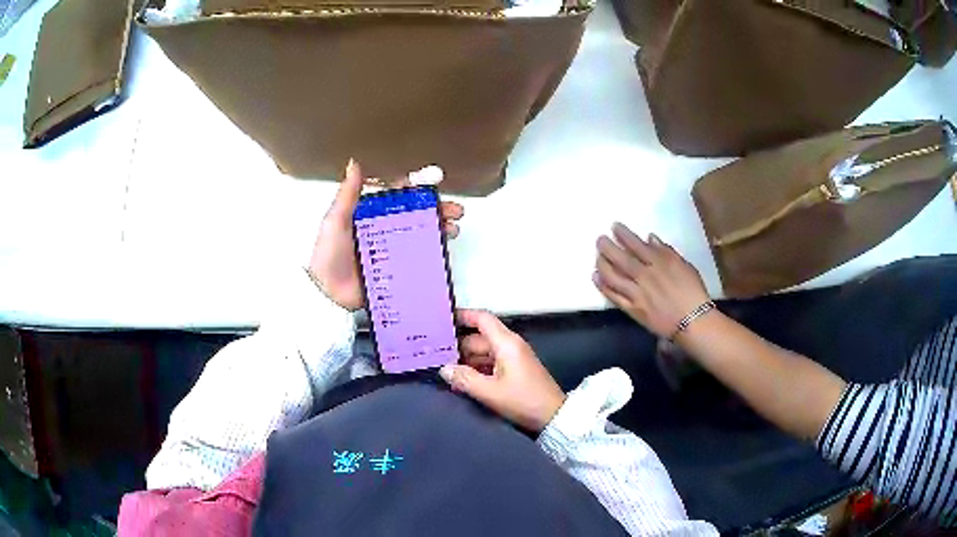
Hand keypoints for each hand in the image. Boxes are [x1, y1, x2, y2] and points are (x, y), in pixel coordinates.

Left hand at [308, 159, 464, 310]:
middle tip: (454, 209)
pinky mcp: (396, 271)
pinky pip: (417, 260)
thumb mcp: (336, 221)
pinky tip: (443, 251)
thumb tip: (354, 165)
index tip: (436, 179)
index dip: (418, 187)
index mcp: (370, 214)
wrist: (327, 294)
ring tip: (453, 229)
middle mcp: (383, 230)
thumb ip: (348, 195)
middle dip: (438, 210)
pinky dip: (432, 255)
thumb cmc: (327, 256)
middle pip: (416, 215)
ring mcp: (392, 251)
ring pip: (421, 235)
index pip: (399, 196)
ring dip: (439, 230)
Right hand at [439, 310, 565, 432]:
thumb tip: (444, 369)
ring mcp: (513, 357)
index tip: (442, 319)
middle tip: (433, 352)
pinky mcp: (514, 370)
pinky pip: (490, 362)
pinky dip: (476, 368)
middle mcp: (509, 345)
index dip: (462, 315)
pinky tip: (461, 380)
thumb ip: (465, 379)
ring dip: (465, 359)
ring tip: (442, 367)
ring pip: (483, 351)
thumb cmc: (523, 400)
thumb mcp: (491, 392)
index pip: (482, 318)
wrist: (553, 416)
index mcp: (506, 343)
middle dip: (458, 345)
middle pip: (479, 337)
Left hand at [593, 223, 710, 338]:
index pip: (636, 244)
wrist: (692, 321)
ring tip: (597, 257)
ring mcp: (637, 293)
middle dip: (607, 247)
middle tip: (599, 240)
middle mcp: (645, 275)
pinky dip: (603, 286)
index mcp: (658, 262)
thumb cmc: (693, 291)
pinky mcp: (633, 309)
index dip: (623, 234)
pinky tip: (596, 278)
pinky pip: (614, 296)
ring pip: (613, 276)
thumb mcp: (684, 265)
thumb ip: (666, 251)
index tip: (614, 227)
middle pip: (621, 259)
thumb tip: (649, 238)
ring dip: (602, 265)